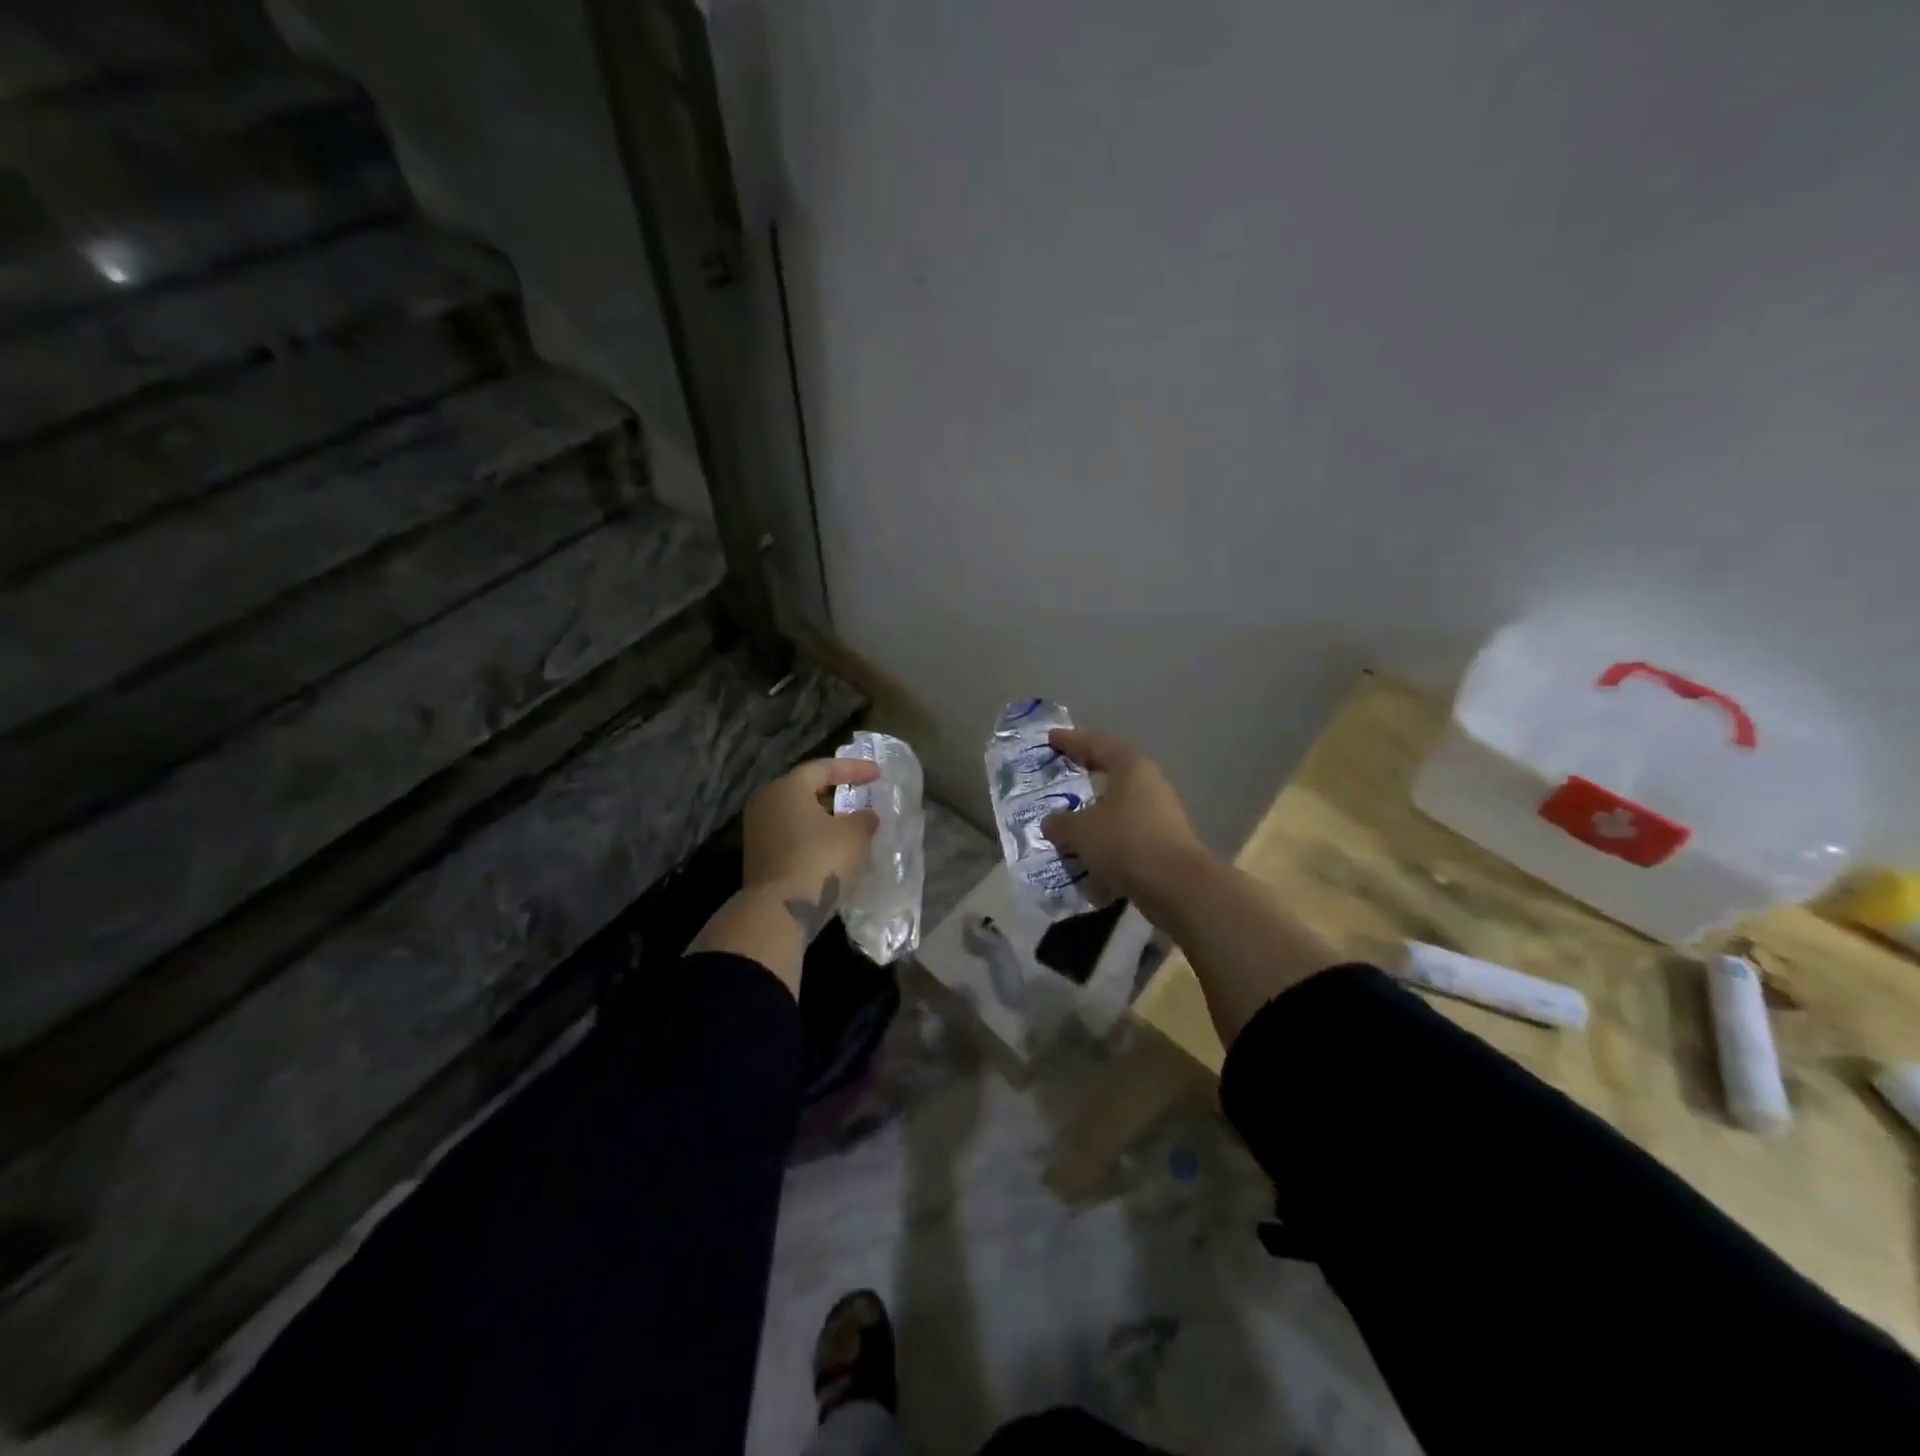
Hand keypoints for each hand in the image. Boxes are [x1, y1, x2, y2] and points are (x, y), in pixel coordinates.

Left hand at [741, 757, 879, 938]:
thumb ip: (864, 819)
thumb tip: (865, 816)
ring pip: (797, 814)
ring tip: (851, 823)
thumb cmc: (820, 860)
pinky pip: (792, 836)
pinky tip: (834, 847)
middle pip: (805, 789)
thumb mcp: (855, 835)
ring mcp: (758, 831)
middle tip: (860, 794)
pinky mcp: (759, 857)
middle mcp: (767, 802)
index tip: (878, 774)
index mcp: (788, 787)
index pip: (823, 767)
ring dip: (824, 817)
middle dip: (835, 792)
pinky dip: (813, 836)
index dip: (854, 768)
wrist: (779, 912)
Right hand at [1040, 729, 1208, 907]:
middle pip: (1114, 768)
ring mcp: (1162, 810)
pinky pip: (1128, 826)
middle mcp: (1150, 782)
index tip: (1051, 738)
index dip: (1072, 740)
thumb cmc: (1124, 842)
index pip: (1097, 744)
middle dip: (1088, 769)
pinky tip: (1092, 841)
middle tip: (1064, 768)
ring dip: (1098, 803)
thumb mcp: (1080, 831)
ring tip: (1074, 810)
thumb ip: (1060, 823)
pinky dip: (1109, 829)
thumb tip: (1050, 822)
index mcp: (1130, 767)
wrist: (1176, 884)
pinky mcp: (1165, 838)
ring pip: (1122, 799)